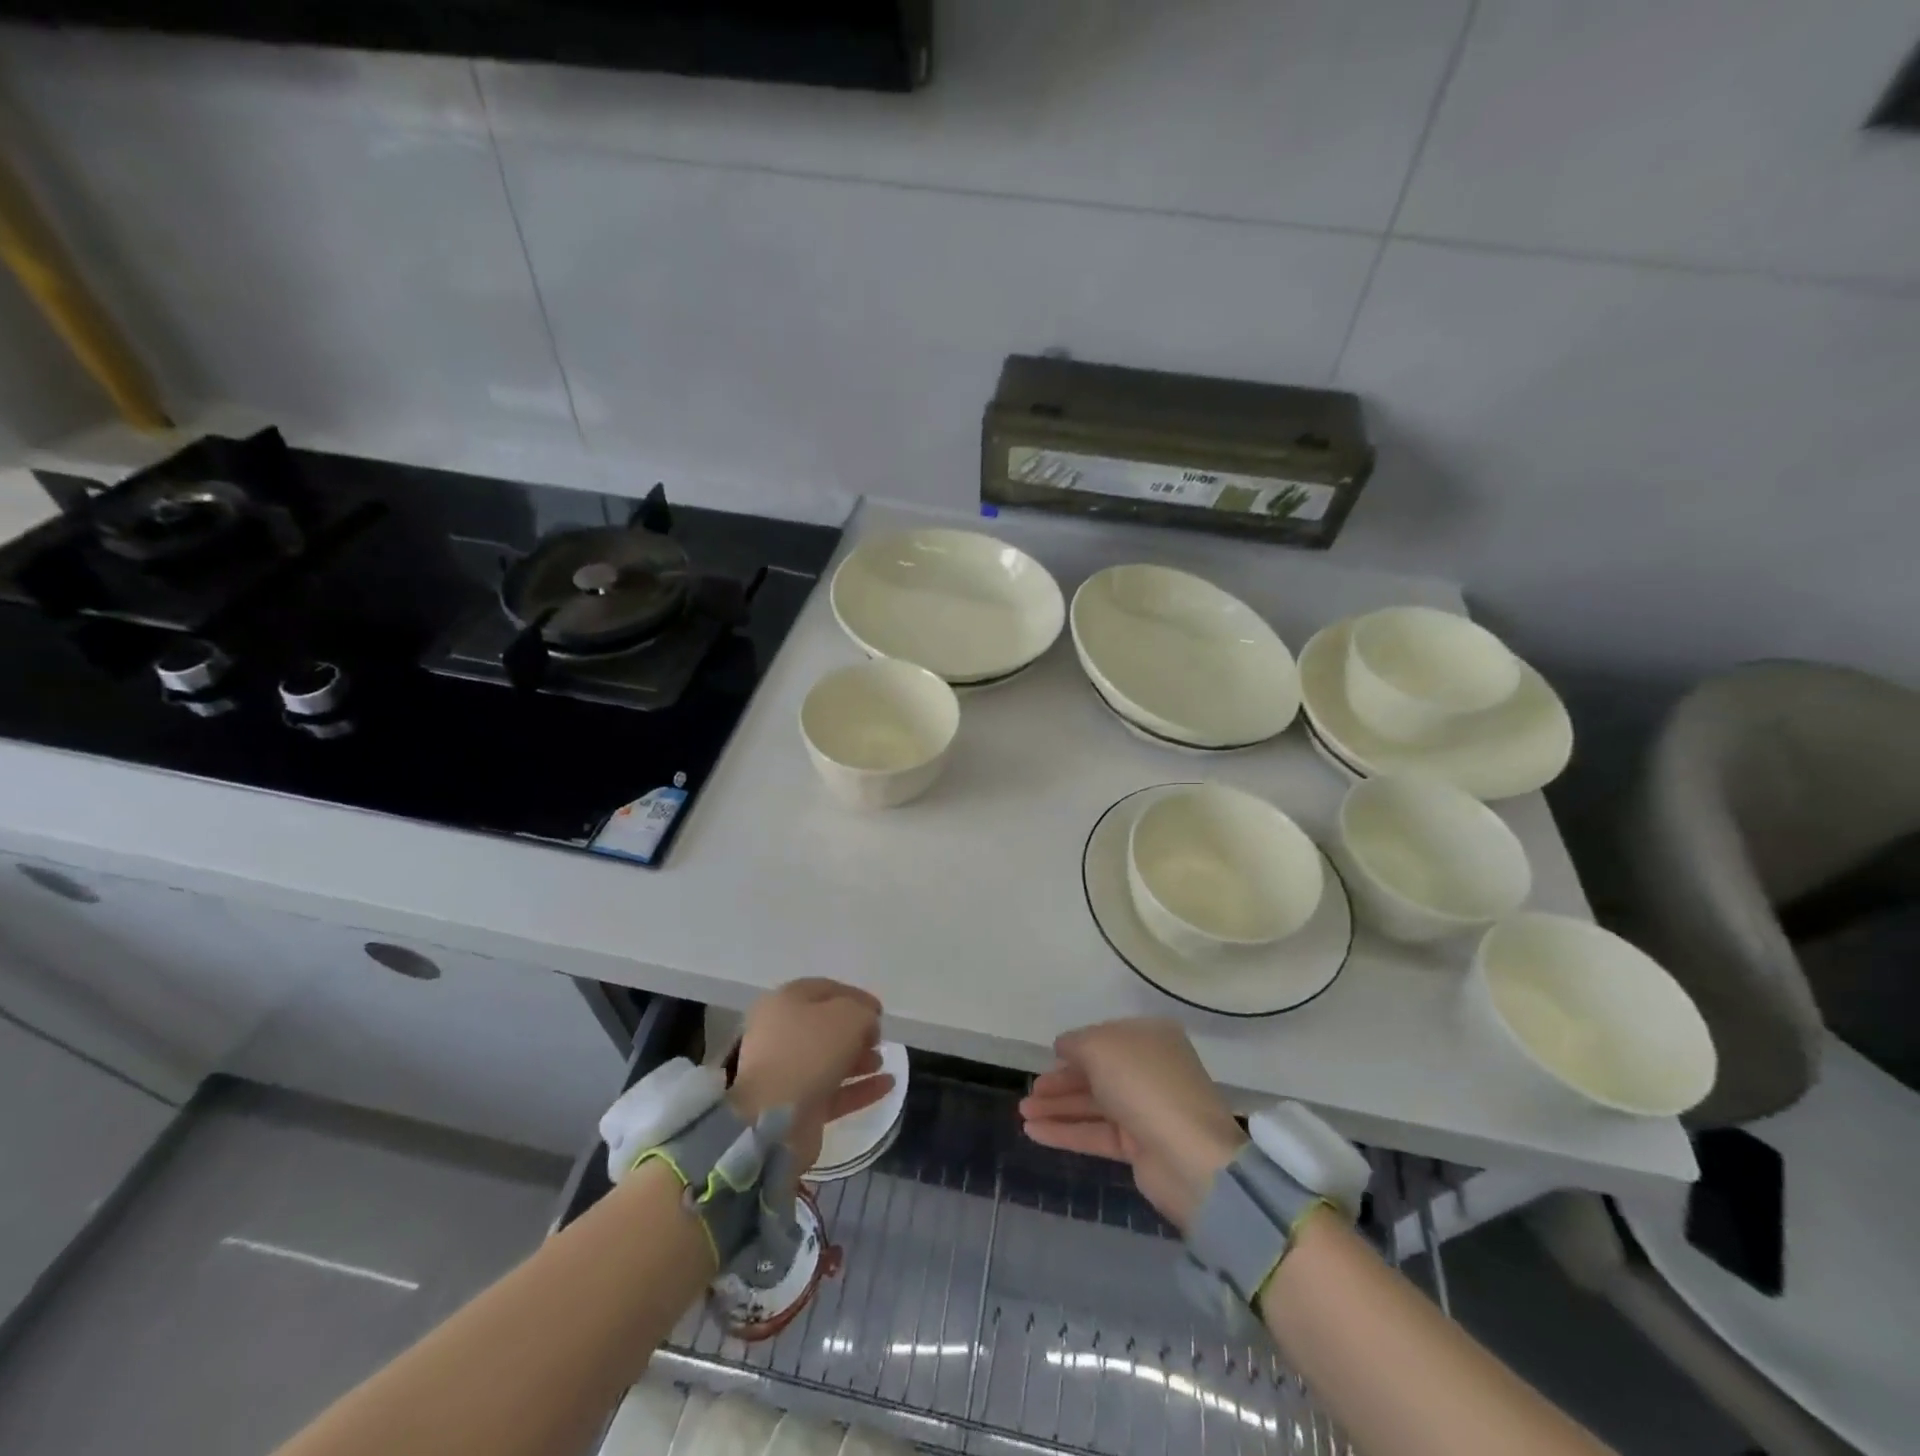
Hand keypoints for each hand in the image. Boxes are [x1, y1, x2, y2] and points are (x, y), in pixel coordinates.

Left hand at [728, 979, 893, 1172]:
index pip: (826, 990)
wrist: (773, 1119)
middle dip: (857, 1032)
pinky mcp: (796, 1107)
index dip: (856, 997)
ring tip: (882, 1062)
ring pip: (830, 1061)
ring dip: (859, 1060)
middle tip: (879, 1040)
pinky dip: (859, 1088)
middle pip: (826, 1027)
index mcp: (785, 1002)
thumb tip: (866, 1022)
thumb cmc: (809, 1052)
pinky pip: (834, 1092)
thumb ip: (863, 1012)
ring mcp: (787, 1073)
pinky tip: (887, 1085)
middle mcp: (781, 1034)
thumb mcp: (848, 1016)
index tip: (881, 1012)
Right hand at [1019, 1018, 1246, 1230]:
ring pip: (1093, 1104)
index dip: (1076, 1047)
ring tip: (1022, 1113)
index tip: (1049, 1057)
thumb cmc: (1143, 1084)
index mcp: (1150, 1037)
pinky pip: (1095, 1133)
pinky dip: (1065, 1131)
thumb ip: (1075, 1043)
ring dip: (1057, 1108)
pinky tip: (1034, 1132)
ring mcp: (1145, 1109)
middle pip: (1097, 1072)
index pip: (1105, 1037)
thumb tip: (1063, 1047)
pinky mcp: (1139, 1147)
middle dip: (1061, 1081)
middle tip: (1030, 1092)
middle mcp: (1149, 1070)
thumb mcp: (1100, 1047)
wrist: (1189, 1157)